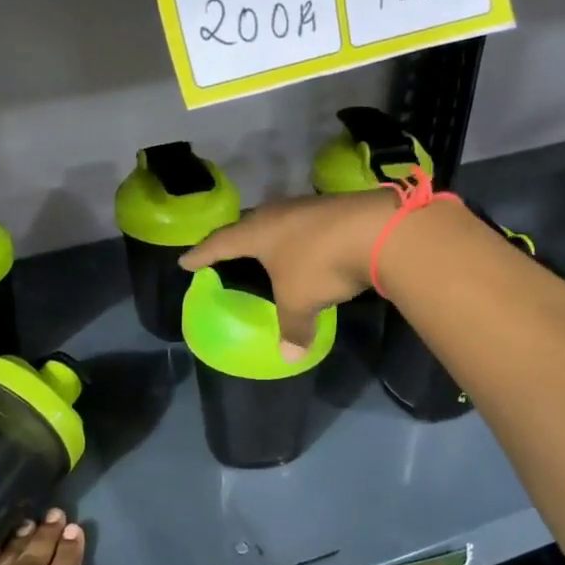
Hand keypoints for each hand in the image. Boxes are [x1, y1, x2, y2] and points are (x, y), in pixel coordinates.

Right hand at [181, 190, 396, 354]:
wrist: (380, 230)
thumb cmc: (321, 264)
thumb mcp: (300, 301)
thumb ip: (292, 329)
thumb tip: (289, 356)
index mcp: (257, 232)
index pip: (220, 243)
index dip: (201, 254)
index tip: (185, 261)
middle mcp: (278, 213)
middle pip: (248, 224)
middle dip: (235, 239)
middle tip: (225, 250)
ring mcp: (308, 207)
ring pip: (279, 221)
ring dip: (271, 236)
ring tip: (266, 248)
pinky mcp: (335, 209)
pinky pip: (306, 225)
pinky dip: (300, 238)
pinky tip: (307, 247)